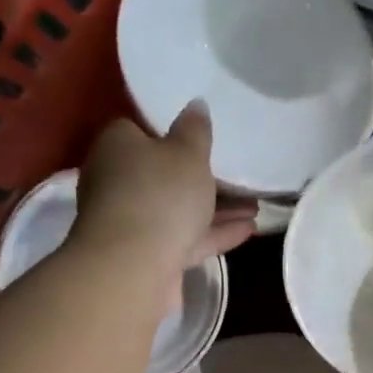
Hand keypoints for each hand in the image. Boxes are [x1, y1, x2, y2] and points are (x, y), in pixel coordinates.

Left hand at [74, 102, 256, 273]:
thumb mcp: (187, 153)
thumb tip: (195, 105)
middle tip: (237, 175)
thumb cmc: (160, 195)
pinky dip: (214, 233)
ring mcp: (132, 222)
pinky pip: (186, 238)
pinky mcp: (148, 255)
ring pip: (178, 209)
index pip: (140, 130)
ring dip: (216, 209)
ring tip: (255, 206)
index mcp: (118, 146)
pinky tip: (248, 229)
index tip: (202, 140)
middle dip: (200, 177)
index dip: (171, 134)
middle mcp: (117, 182)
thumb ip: (195, 130)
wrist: (133, 267)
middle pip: (162, 174)